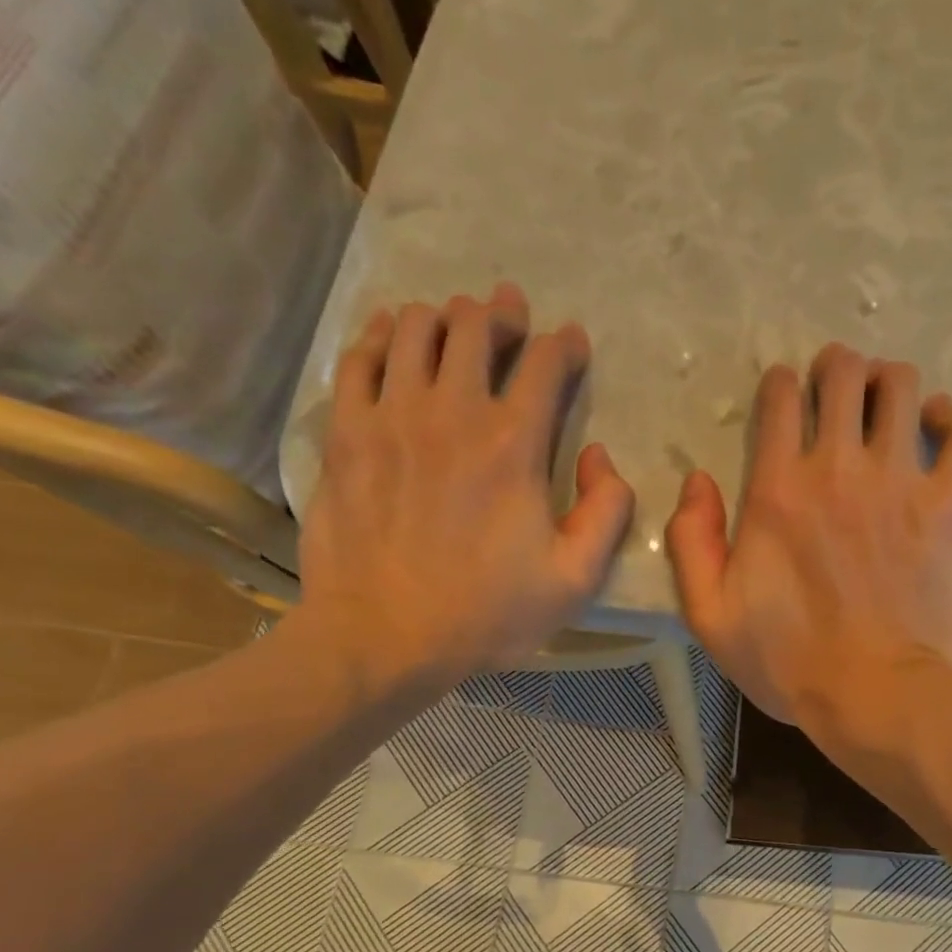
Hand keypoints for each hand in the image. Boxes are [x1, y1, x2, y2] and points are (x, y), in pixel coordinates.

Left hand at [297, 284, 632, 691]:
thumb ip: (607, 513)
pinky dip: (379, 335)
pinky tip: (390, 337)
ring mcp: (390, 416)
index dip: (564, 345)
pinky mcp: (345, 433)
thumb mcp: (576, 580)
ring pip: (413, 329)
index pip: (545, 364)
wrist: (384, 637)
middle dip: (500, 313)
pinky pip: (358, 357)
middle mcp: (452, 412)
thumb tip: (603, 457)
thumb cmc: (488, 614)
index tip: (572, 342)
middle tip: (509, 317)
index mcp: (514, 446)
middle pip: (474, 328)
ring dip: (442, 318)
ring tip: (454, 326)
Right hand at [665, 342, 951, 743]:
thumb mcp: (711, 616)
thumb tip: (697, 482)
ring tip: (886, 403)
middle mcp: (839, 470)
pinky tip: (940, 424)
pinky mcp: (948, 509)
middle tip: (837, 390)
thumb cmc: (789, 663)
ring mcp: (900, 485)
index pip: (781, 398)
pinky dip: (951, 420)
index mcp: (778, 490)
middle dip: (837, 369)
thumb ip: (692, 542)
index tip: (785, 401)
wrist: (877, 696)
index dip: (781, 386)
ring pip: (901, 389)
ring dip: (889, 383)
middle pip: (844, 374)